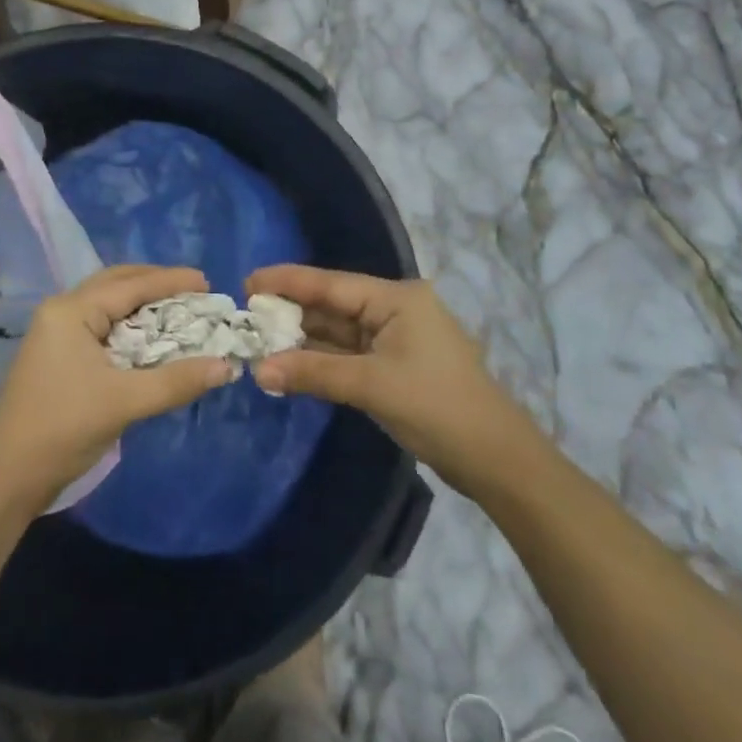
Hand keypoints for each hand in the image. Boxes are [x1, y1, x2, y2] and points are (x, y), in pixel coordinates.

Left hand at [0, 265, 237, 511]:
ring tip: (178, 308)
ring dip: (142, 302)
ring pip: (107, 303)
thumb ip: (176, 381)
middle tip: (195, 291)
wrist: (7, 476)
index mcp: (72, 310)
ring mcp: (56, 332)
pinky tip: (150, 336)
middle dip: (156, 283)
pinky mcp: (58, 354)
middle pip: (116, 283)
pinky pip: (101, 324)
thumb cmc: (63, 429)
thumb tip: (226, 366)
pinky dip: (129, 323)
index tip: (207, 281)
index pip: (130, 285)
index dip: (171, 281)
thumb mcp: (124, 402)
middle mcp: (62, 310)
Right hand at [249, 266, 539, 496]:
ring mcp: (395, 337)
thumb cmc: (437, 407)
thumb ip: (313, 372)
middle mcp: (394, 308)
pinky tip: (289, 362)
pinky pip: (348, 353)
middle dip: (291, 312)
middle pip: (332, 305)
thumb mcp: (371, 385)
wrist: (496, 459)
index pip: (330, 283)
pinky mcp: (394, 365)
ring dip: (303, 338)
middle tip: (245, 316)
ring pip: (338, 330)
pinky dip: (320, 359)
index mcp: (396, 298)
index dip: (287, 281)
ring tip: (258, 339)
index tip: (247, 281)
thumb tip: (259, 369)